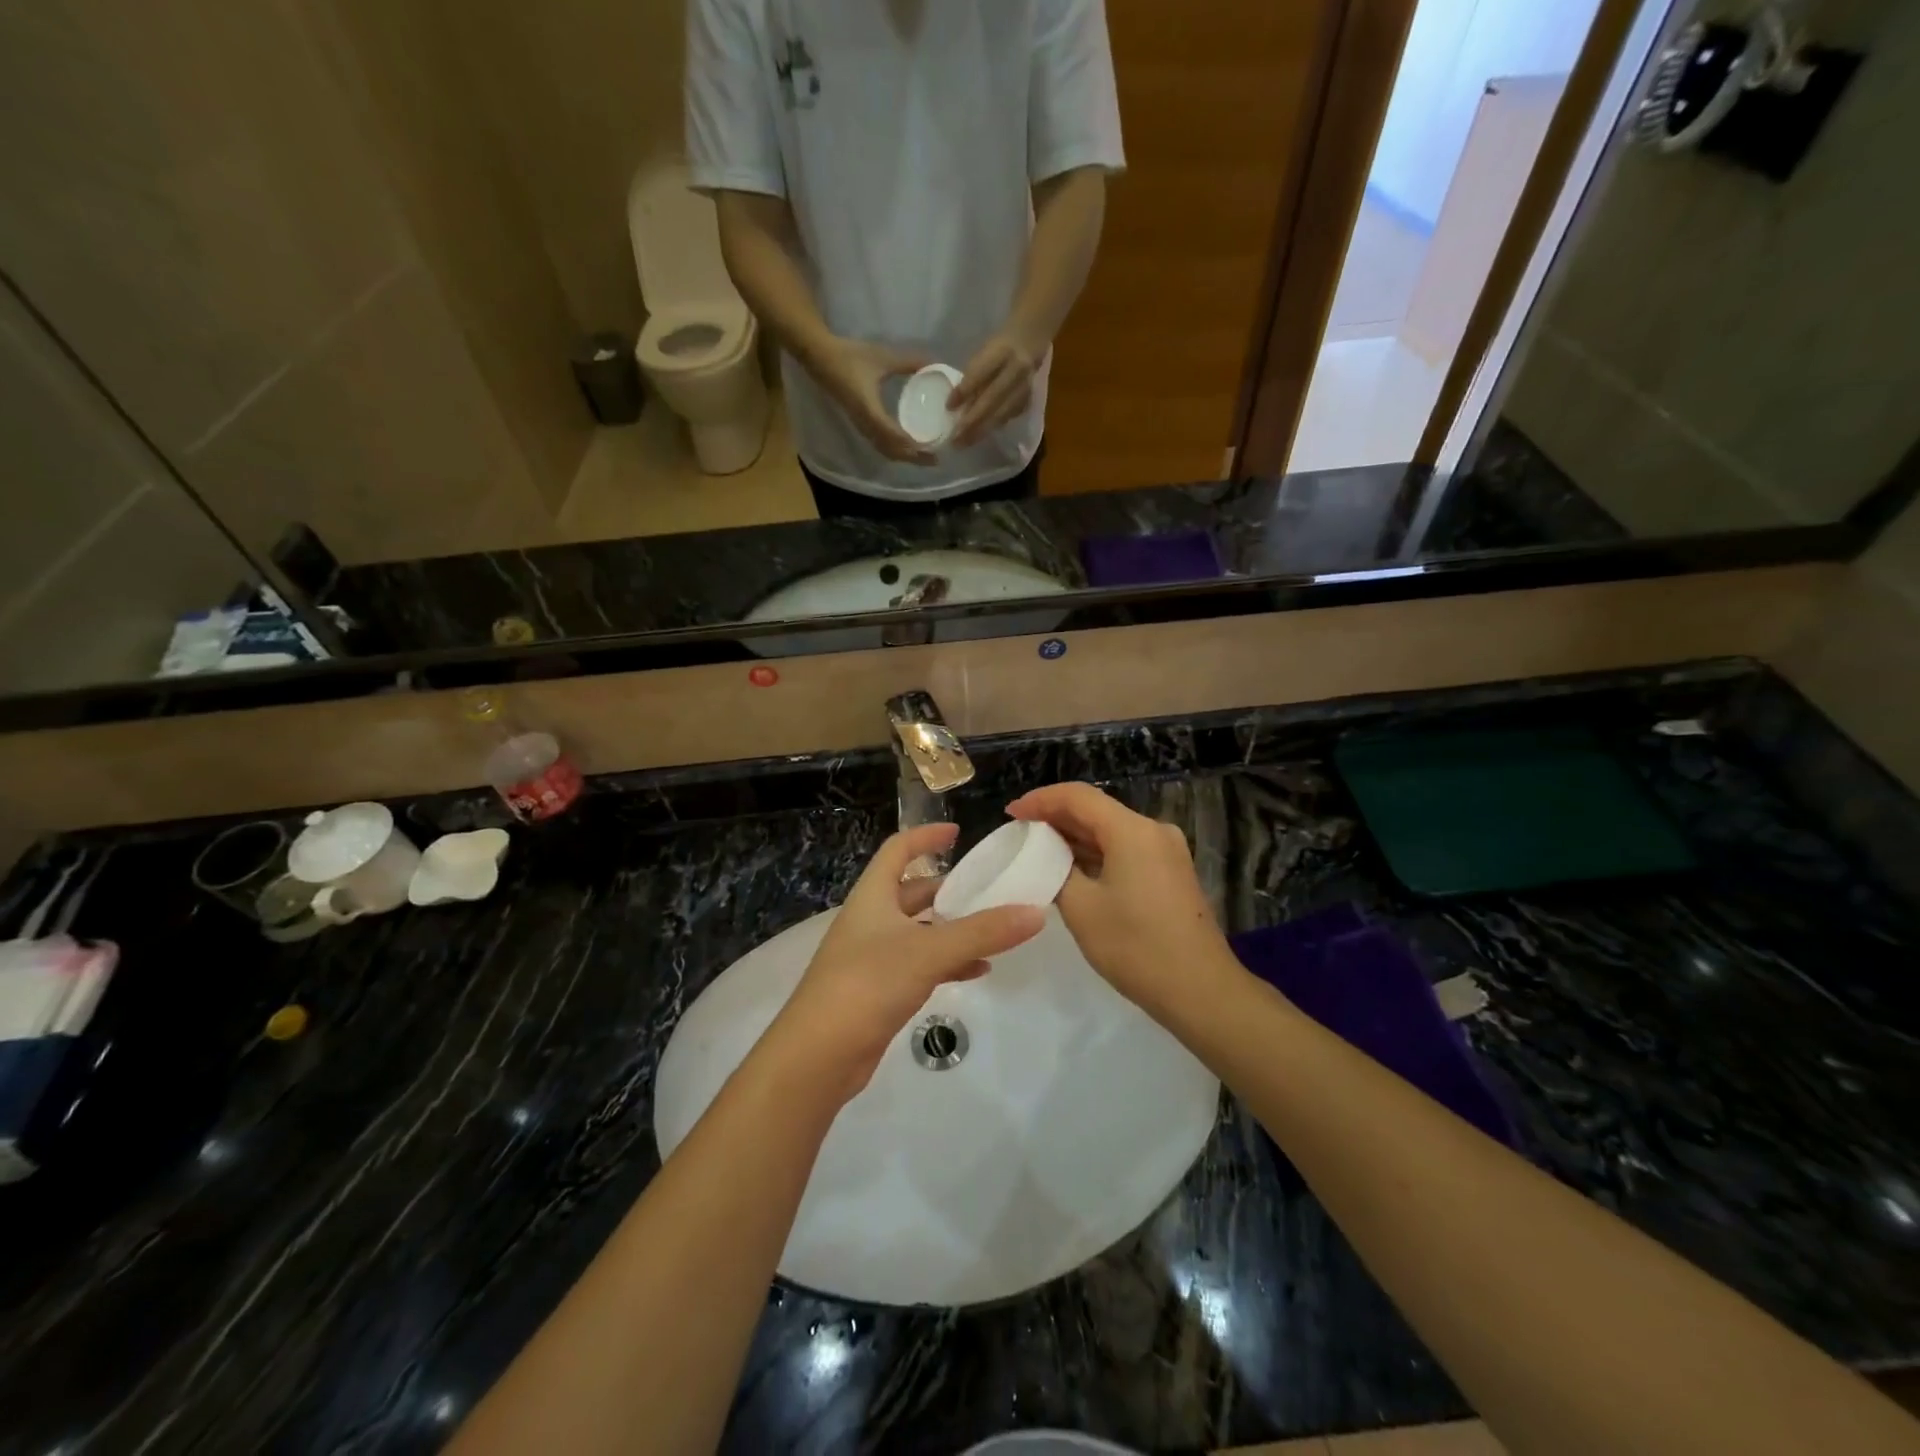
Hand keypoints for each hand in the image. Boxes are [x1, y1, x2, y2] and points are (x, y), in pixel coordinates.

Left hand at [761, 824, 1044, 1103]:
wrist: (819, 1055)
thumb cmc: (868, 983)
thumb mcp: (929, 951)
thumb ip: (983, 932)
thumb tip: (1036, 912)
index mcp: (873, 896)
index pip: (898, 850)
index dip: (926, 836)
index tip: (958, 833)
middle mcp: (871, 920)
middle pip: (912, 891)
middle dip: (949, 888)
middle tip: (989, 889)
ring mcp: (873, 956)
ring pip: (920, 930)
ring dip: (953, 928)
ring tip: (994, 930)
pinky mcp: (880, 990)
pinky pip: (921, 964)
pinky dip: (948, 963)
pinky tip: (978, 971)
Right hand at [808, 338, 936, 463]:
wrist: (820, 358)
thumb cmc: (850, 357)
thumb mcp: (882, 357)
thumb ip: (907, 362)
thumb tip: (932, 364)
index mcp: (872, 412)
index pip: (897, 438)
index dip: (915, 447)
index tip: (934, 450)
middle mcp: (867, 425)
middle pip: (893, 451)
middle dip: (913, 458)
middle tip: (934, 460)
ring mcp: (861, 426)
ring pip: (885, 450)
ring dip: (903, 456)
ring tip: (922, 457)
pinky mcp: (859, 423)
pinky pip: (878, 444)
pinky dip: (894, 449)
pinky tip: (904, 446)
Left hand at [948, 329, 1043, 447]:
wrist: (1031, 340)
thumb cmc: (999, 346)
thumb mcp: (984, 352)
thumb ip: (974, 375)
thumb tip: (957, 404)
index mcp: (1002, 351)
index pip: (980, 374)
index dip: (964, 391)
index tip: (949, 407)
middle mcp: (1016, 369)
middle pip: (992, 400)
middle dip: (972, 421)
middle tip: (955, 439)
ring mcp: (1025, 386)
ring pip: (1002, 413)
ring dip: (982, 430)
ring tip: (965, 442)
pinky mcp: (1029, 398)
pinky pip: (1009, 416)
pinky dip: (994, 426)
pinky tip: (981, 435)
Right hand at [1007, 782, 1235, 1019]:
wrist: (1201, 991)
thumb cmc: (1136, 947)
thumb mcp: (1081, 908)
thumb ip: (1058, 870)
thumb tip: (1049, 856)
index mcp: (1133, 830)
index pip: (1078, 797)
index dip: (1040, 800)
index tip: (1010, 814)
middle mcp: (1154, 831)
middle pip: (1096, 810)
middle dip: (1055, 818)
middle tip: (1019, 832)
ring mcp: (1166, 852)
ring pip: (1111, 831)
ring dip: (1075, 837)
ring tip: (1038, 849)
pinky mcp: (1171, 872)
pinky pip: (1125, 849)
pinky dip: (1096, 853)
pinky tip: (1072, 868)